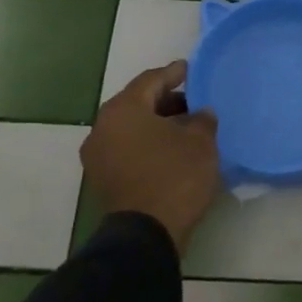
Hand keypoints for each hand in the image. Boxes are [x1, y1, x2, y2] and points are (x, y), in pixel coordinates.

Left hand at [80, 61, 219, 255]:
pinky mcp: (103, 178)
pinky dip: (147, 143)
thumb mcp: (200, 142)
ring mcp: (98, 155)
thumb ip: (202, 119)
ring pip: (131, 127)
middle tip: (192, 100)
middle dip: (165, 100)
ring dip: (156, 124)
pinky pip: (127, 148)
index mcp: (123, 109)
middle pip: (137, 103)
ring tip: (186, 126)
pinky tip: (171, 148)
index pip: (151, 80)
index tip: (189, 69)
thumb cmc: (175, 176)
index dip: (173, 73)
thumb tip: (201, 113)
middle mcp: (103, 127)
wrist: (147, 233)